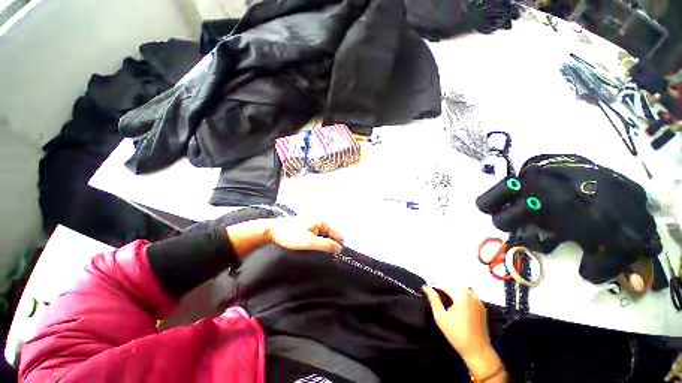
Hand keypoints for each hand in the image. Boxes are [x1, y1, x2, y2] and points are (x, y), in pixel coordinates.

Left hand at [266, 218, 343, 253]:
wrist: (272, 231)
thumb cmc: (291, 235)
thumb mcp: (309, 242)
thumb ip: (326, 244)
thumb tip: (339, 249)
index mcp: (324, 221)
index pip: (340, 235)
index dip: (338, 247)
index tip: (333, 258)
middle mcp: (322, 222)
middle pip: (334, 236)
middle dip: (332, 246)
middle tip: (324, 257)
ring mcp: (316, 225)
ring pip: (327, 238)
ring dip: (325, 246)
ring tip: (318, 255)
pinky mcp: (310, 230)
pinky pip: (320, 238)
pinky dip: (320, 245)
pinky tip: (313, 251)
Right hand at [423, 286, 503, 379]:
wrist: (477, 350)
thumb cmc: (456, 334)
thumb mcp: (440, 317)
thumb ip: (433, 299)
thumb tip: (426, 287)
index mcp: (461, 296)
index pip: (445, 285)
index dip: (435, 286)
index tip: (427, 289)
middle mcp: (471, 295)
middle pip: (454, 285)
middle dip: (444, 287)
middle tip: (435, 293)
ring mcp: (478, 301)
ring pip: (462, 288)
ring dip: (453, 290)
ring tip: (445, 297)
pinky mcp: (482, 307)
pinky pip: (470, 294)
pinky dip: (462, 294)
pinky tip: (457, 301)